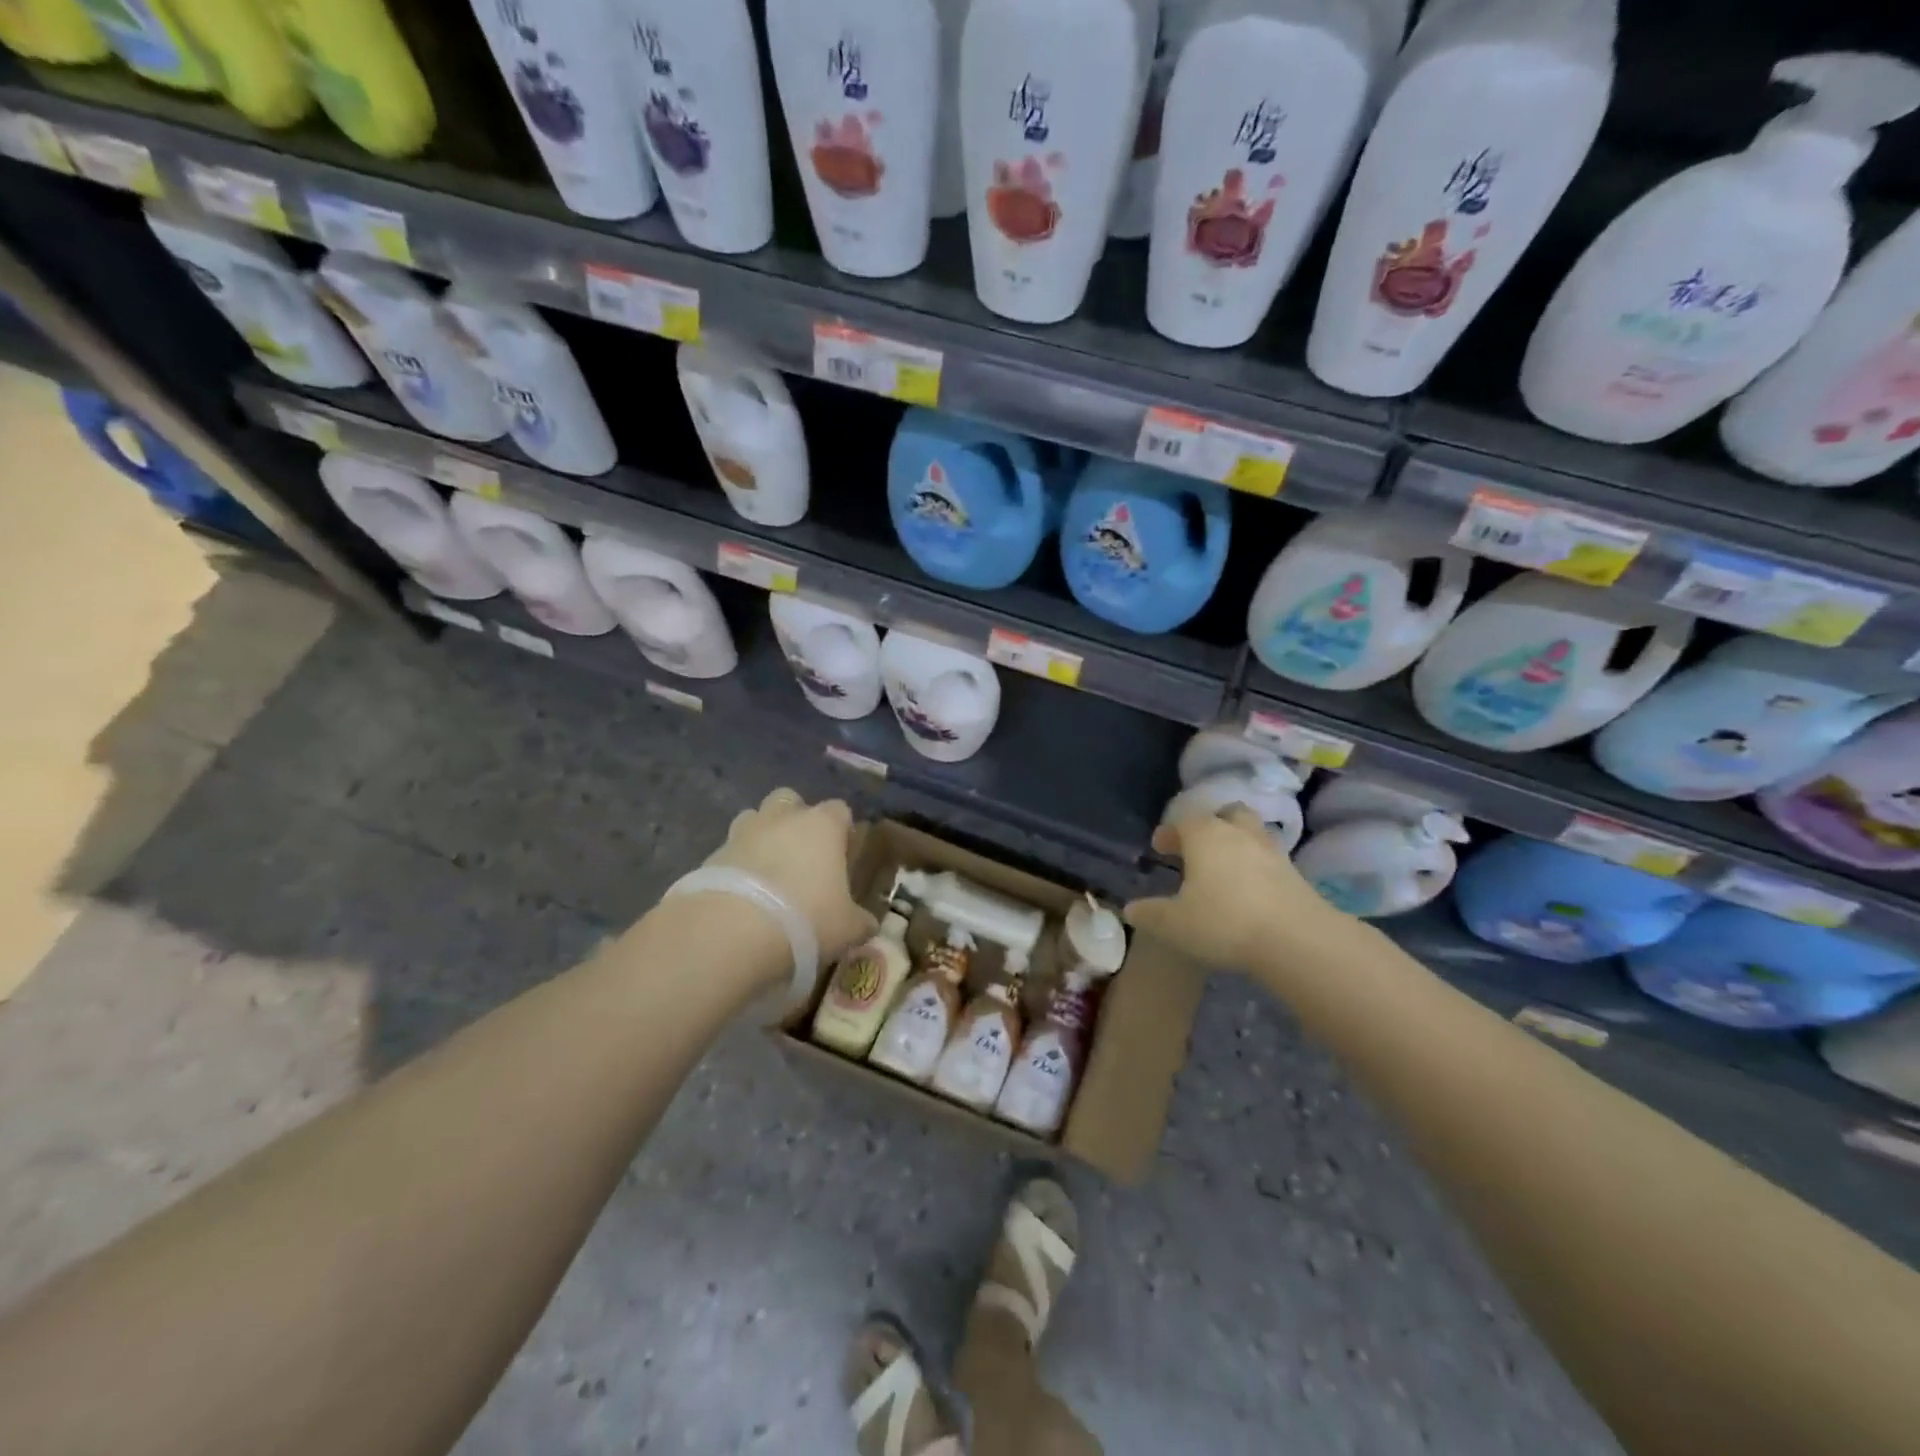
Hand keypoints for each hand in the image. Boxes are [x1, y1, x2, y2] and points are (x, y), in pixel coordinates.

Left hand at [702, 788, 876, 962]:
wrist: (732, 931)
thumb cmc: (806, 919)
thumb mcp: (847, 928)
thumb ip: (861, 921)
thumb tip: (868, 924)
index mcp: (822, 824)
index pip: (840, 810)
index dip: (843, 829)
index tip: (844, 855)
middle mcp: (783, 817)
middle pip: (791, 800)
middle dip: (796, 819)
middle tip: (802, 855)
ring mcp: (743, 832)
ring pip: (755, 819)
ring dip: (762, 837)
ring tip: (768, 873)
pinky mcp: (711, 855)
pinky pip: (730, 852)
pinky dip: (736, 866)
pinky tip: (742, 897)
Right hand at [1124, 806, 1346, 969]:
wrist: (1296, 939)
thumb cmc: (1224, 921)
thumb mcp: (1174, 923)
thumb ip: (1150, 913)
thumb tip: (1130, 909)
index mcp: (1205, 835)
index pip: (1184, 821)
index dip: (1170, 832)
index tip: (1159, 847)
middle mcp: (1239, 833)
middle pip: (1226, 815)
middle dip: (1210, 826)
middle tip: (1197, 847)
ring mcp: (1272, 851)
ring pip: (1251, 833)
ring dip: (1237, 843)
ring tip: (1224, 867)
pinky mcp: (1295, 874)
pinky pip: (1269, 859)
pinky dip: (1256, 867)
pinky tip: (1248, 890)